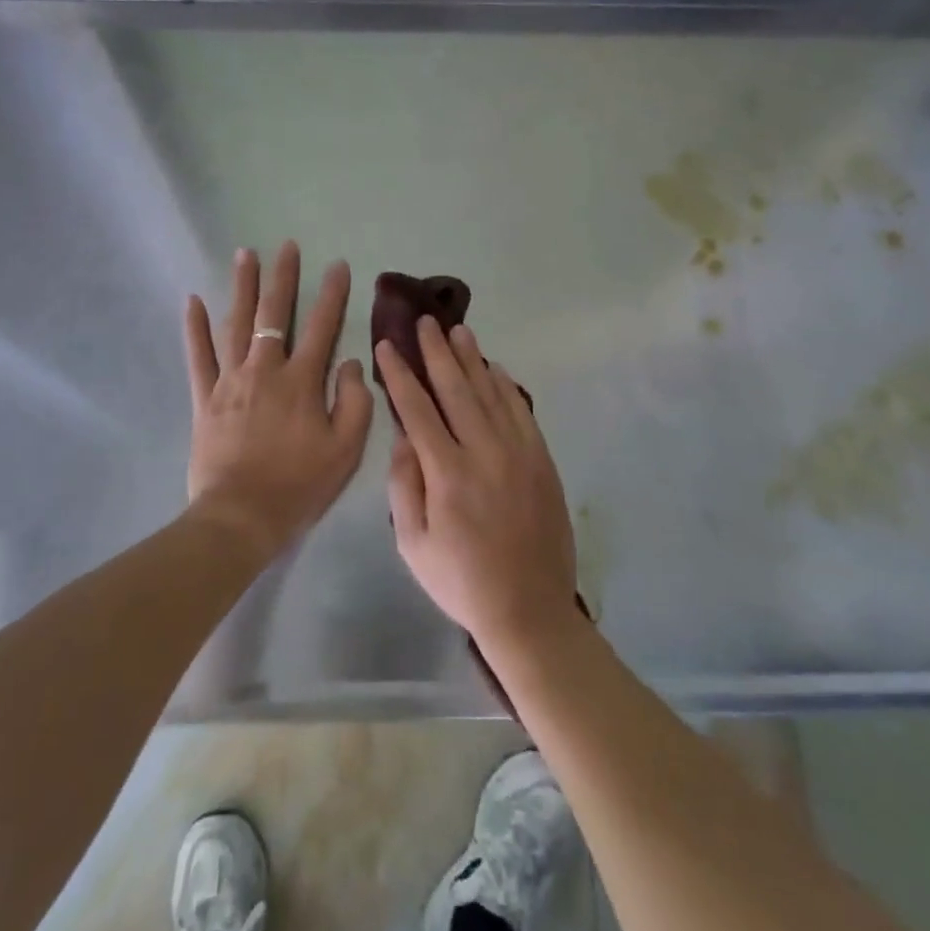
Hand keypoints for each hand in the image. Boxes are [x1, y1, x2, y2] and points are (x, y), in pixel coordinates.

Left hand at [184, 242, 372, 557]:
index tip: (337, 265)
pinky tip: (193, 301)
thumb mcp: (346, 450)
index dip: (331, 294)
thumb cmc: (299, 485)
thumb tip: (351, 362)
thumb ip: (355, 402)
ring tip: (245, 254)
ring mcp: (230, 381)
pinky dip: (195, 328)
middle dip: (283, 277)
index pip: (321, 326)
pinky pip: (198, 356)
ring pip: (235, 324)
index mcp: (302, 381)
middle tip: (286, 245)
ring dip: (241, 287)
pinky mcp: (204, 399)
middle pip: (274, 314)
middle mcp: (265, 370)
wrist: (241, 516)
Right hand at [378, 317, 578, 654]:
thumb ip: (405, 485)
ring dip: (473, 359)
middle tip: (425, 321)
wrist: (529, 608)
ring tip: (458, 330)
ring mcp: (518, 453)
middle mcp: (484, 452)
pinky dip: (506, 386)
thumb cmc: (461, 581)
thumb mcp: (413, 544)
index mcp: (447, 473)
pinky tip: (495, 368)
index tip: (387, 346)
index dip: (400, 375)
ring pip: (491, 392)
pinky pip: (521, 411)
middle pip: (457, 389)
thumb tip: (403, 437)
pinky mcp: (541, 460)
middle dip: (437, 352)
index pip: (417, 410)